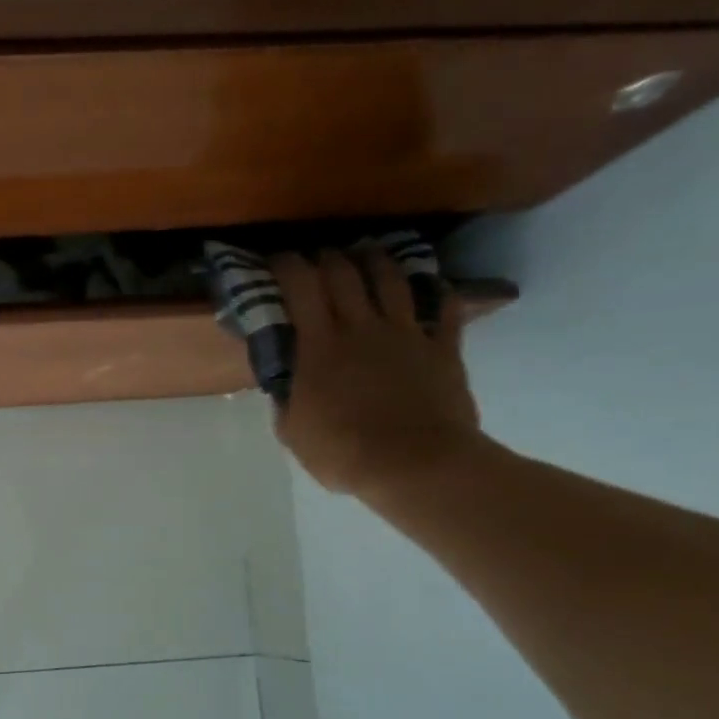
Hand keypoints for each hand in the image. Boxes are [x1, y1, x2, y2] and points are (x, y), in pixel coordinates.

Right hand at [271, 252, 485, 506]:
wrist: (415, 465)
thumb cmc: (343, 453)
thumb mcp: (293, 432)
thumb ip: (286, 399)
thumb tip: (285, 383)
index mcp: (318, 346)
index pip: (300, 287)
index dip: (286, 266)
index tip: (275, 261)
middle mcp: (361, 327)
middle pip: (343, 273)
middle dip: (326, 257)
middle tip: (317, 257)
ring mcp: (406, 333)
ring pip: (390, 279)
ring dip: (374, 260)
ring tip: (365, 253)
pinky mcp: (441, 347)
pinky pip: (444, 307)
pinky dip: (435, 290)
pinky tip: (429, 285)